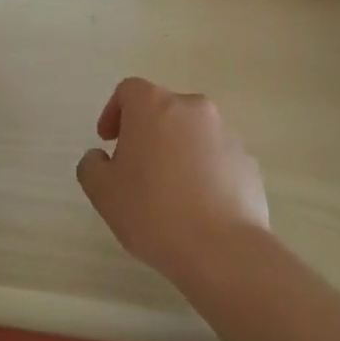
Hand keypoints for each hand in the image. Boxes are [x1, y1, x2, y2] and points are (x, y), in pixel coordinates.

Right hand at [76, 77, 270, 284]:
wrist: (222, 249)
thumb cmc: (152, 211)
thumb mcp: (102, 192)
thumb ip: (92, 165)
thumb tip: (101, 157)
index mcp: (153, 105)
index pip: (128, 91)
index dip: (114, 112)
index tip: (108, 142)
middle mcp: (192, 108)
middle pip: (162, 109)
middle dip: (146, 132)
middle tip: (135, 168)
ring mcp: (225, 133)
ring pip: (192, 133)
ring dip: (177, 150)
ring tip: (169, 191)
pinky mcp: (247, 161)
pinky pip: (216, 157)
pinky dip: (204, 170)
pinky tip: (197, 205)